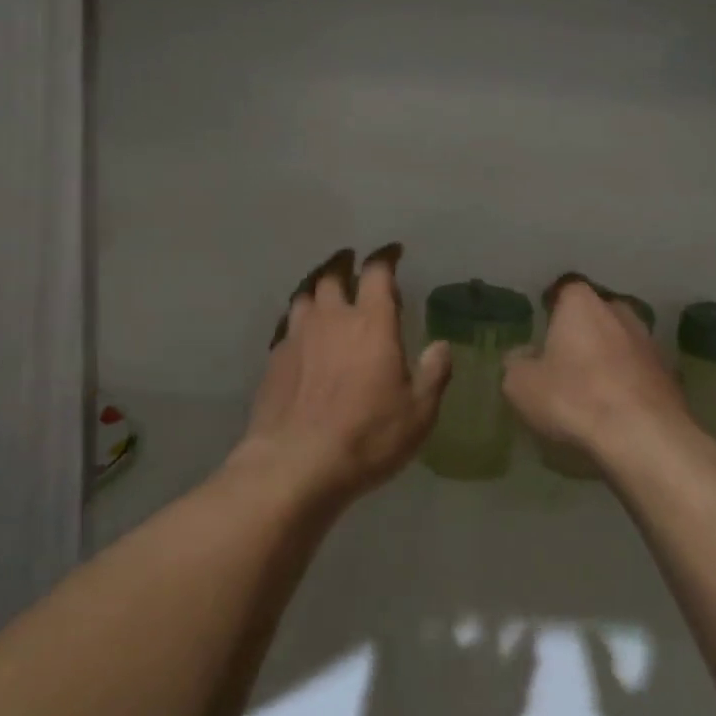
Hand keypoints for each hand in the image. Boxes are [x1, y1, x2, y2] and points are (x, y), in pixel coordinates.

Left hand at [236, 244, 450, 501]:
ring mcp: (298, 337)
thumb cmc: (367, 435)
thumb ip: (433, 374)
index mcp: (372, 323)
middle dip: (344, 265)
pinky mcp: (274, 359)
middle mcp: (332, 319)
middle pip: (333, 276)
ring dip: (318, 289)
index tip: (392, 252)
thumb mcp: (418, 412)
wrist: (295, 463)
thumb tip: (441, 347)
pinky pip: (288, 326)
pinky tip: (302, 335)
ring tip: (325, 293)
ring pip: (305, 296)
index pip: (377, 272)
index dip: (385, 257)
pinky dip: (299, 321)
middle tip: (352, 265)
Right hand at [502, 277, 693, 472]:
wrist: (644, 436)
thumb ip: (515, 363)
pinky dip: (627, 382)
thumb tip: (522, 356)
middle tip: (564, 360)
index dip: (552, 309)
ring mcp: (649, 341)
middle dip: (582, 332)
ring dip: (607, 357)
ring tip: (590, 388)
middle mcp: (619, 311)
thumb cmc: (574, 398)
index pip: (563, 291)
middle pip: (596, 315)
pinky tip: (616, 407)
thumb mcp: (521, 385)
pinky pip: (638, 370)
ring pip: (620, 342)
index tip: (542, 330)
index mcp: (582, 304)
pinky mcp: (669, 373)